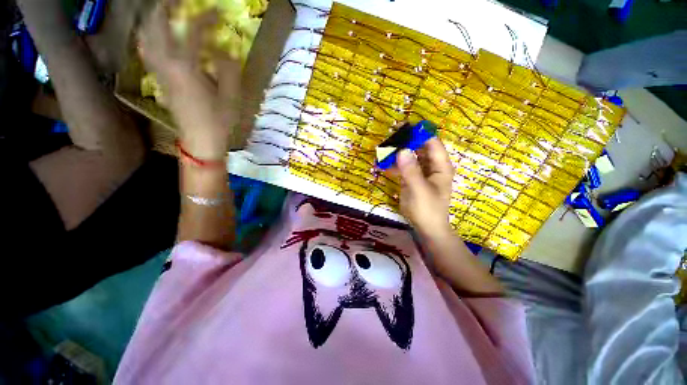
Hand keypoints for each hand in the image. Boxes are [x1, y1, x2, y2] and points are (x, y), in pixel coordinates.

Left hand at [138, 0, 241, 158]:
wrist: (200, 141)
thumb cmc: (218, 122)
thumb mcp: (231, 98)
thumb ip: (228, 71)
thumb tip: (226, 51)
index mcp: (187, 68)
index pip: (193, 31)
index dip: (205, 18)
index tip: (218, 12)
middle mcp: (167, 64)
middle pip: (157, 25)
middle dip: (166, 7)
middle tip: (179, 1)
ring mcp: (159, 71)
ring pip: (147, 36)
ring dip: (154, 19)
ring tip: (165, 12)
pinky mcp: (159, 79)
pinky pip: (147, 51)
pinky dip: (149, 37)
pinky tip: (156, 35)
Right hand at [393, 138, 455, 238]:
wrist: (426, 228)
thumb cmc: (428, 209)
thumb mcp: (419, 190)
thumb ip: (411, 171)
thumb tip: (401, 150)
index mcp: (440, 166)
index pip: (432, 143)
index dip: (419, 134)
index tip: (402, 128)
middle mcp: (432, 166)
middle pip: (419, 147)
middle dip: (405, 142)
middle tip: (389, 137)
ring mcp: (421, 172)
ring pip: (410, 157)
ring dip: (398, 153)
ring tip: (383, 149)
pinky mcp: (412, 179)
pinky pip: (403, 167)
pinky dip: (394, 165)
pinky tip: (383, 164)